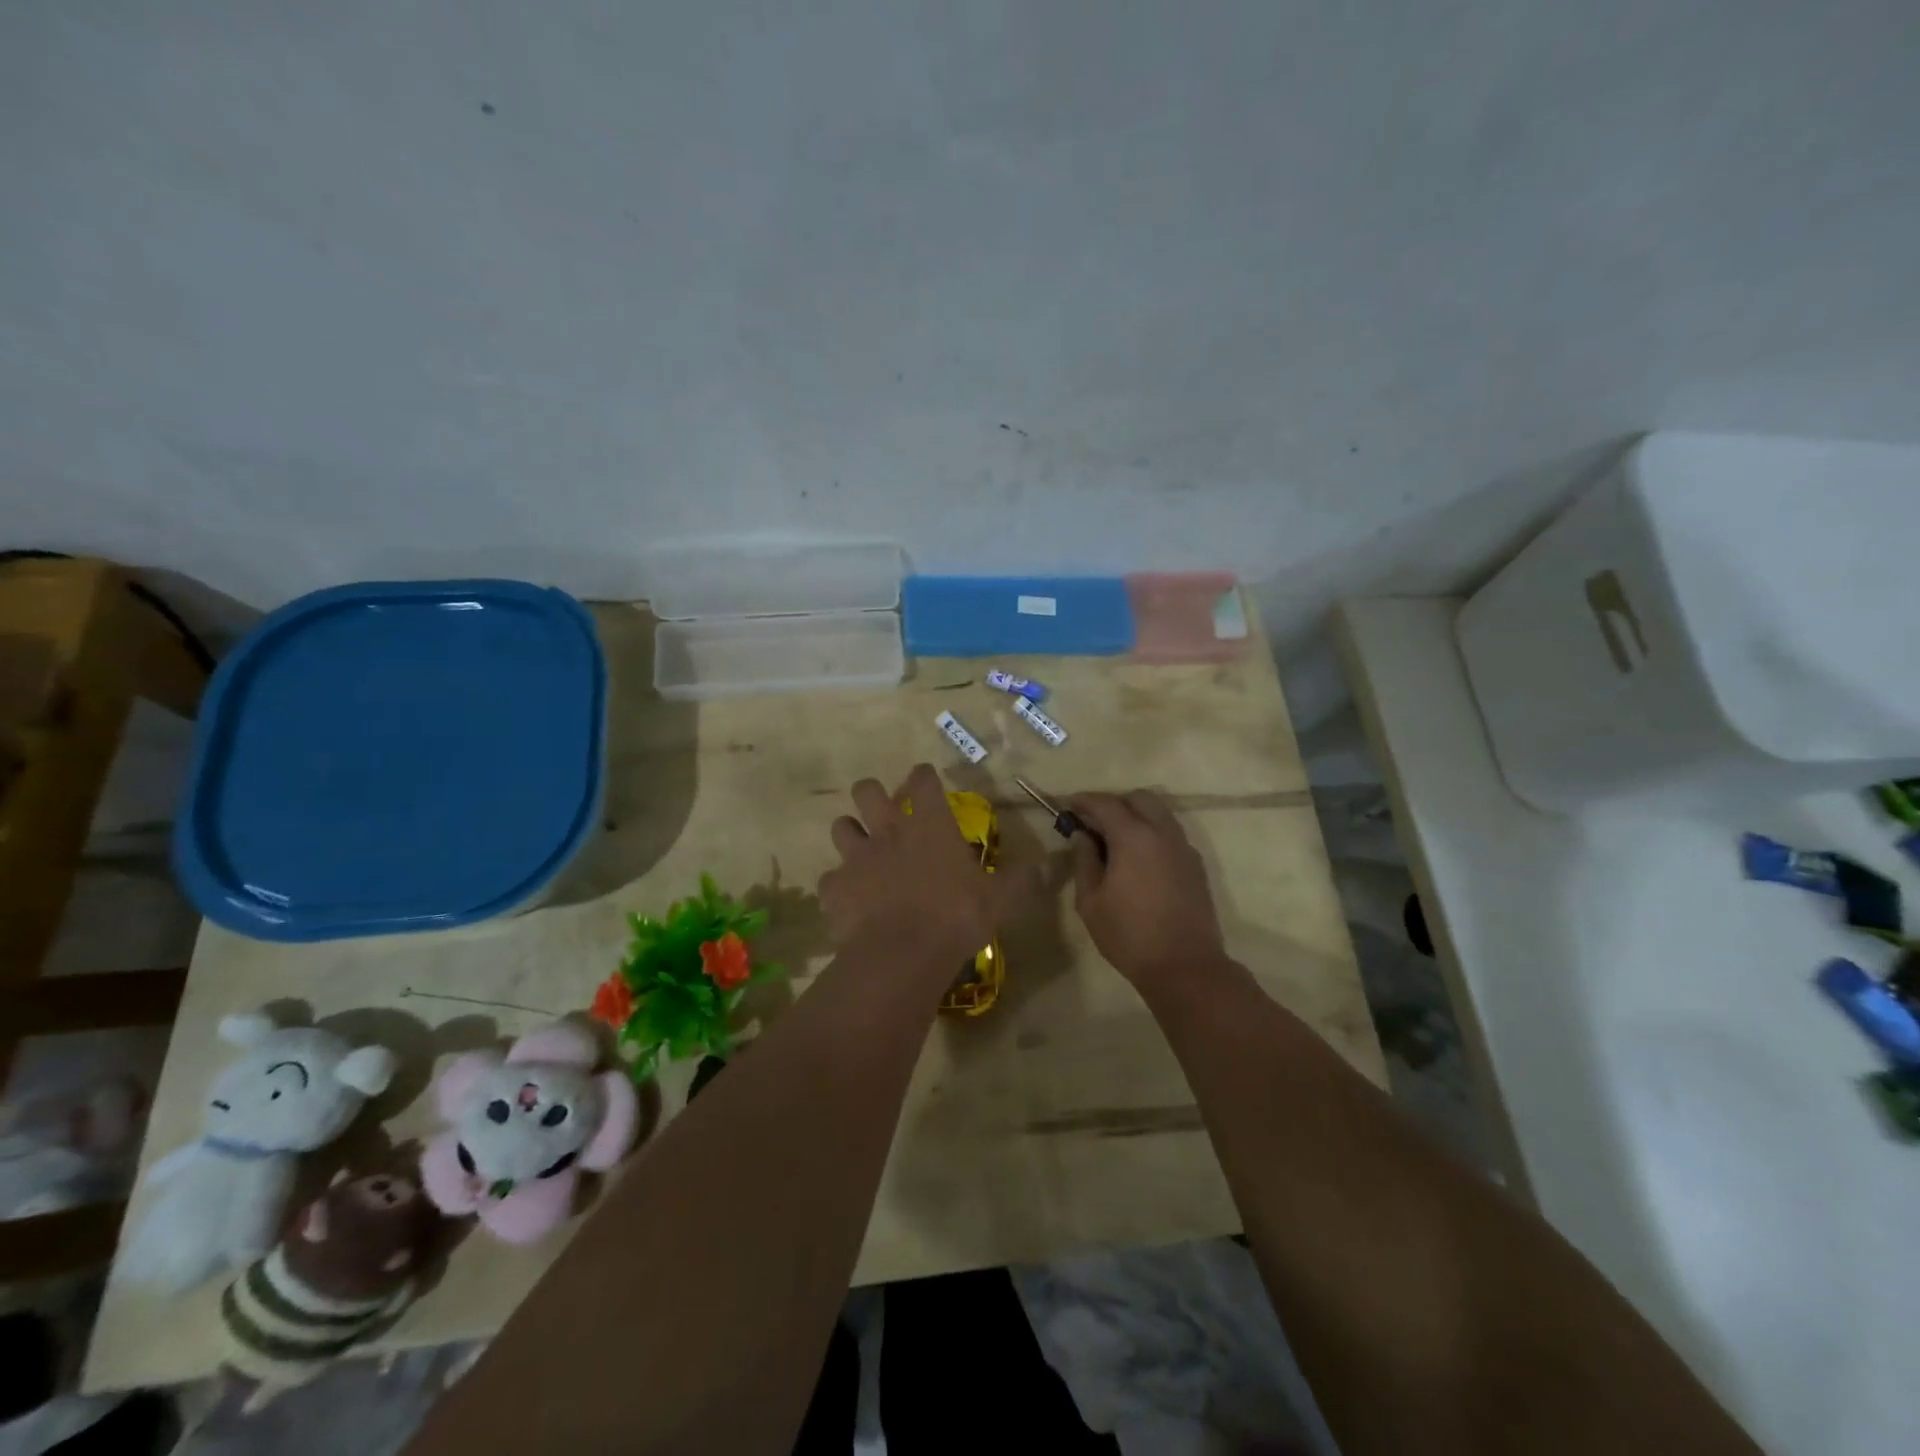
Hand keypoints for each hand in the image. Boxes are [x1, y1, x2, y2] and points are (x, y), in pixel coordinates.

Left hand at [818, 763, 1033, 972]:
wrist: (903, 953)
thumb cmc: (957, 916)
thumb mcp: (1001, 898)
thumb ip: (1021, 879)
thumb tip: (1048, 865)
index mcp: (929, 824)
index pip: (923, 780)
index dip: (924, 778)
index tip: (926, 783)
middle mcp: (888, 831)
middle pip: (867, 790)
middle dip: (872, 794)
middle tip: (884, 812)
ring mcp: (856, 857)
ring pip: (841, 826)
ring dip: (851, 834)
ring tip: (862, 851)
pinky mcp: (835, 888)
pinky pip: (830, 879)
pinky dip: (840, 886)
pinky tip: (850, 900)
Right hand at [1069, 790, 1228, 993]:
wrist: (1185, 966)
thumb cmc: (1129, 935)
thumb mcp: (1091, 901)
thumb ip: (1084, 861)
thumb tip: (1083, 836)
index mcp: (1134, 837)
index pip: (1106, 804)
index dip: (1084, 801)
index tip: (1069, 805)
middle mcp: (1163, 833)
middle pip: (1139, 799)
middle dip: (1114, 804)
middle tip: (1094, 823)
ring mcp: (1184, 848)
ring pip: (1160, 814)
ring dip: (1136, 816)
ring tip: (1116, 840)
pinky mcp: (1196, 866)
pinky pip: (1171, 835)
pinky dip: (1153, 834)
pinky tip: (1139, 859)